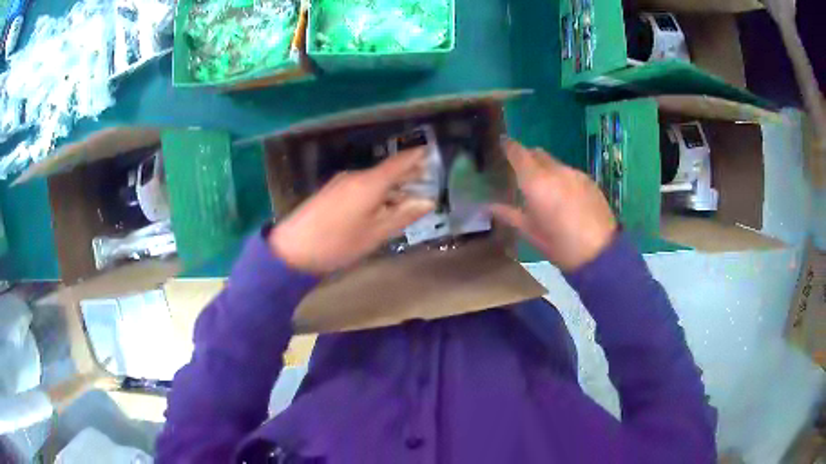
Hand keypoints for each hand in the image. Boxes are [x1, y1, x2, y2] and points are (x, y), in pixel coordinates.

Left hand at [269, 149, 434, 274]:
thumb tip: (427, 201)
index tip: (431, 152)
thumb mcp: (375, 234)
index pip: (399, 163)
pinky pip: (361, 186)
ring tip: (408, 194)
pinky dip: (376, 191)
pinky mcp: (331, 191)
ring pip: (373, 179)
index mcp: (369, 183)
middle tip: (426, 176)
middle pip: (386, 170)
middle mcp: (355, 176)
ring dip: (391, 185)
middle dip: (406, 173)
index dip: (416, 156)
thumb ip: (402, 216)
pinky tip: (381, 204)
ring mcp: (340, 182)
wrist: (292, 248)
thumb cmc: (338, 244)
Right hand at [490, 139, 616, 271]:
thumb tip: (487, 206)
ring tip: (545, 189)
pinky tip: (565, 197)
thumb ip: (508, 214)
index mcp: (535, 182)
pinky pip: (569, 172)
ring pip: (555, 163)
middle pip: (537, 153)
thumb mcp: (530, 232)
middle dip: (527, 157)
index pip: (518, 152)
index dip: (508, 146)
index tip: (502, 143)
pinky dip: (562, 178)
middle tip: (521, 172)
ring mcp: (574, 173)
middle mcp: (555, 170)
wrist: (599, 252)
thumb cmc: (558, 245)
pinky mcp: (589, 180)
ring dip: (546, 169)